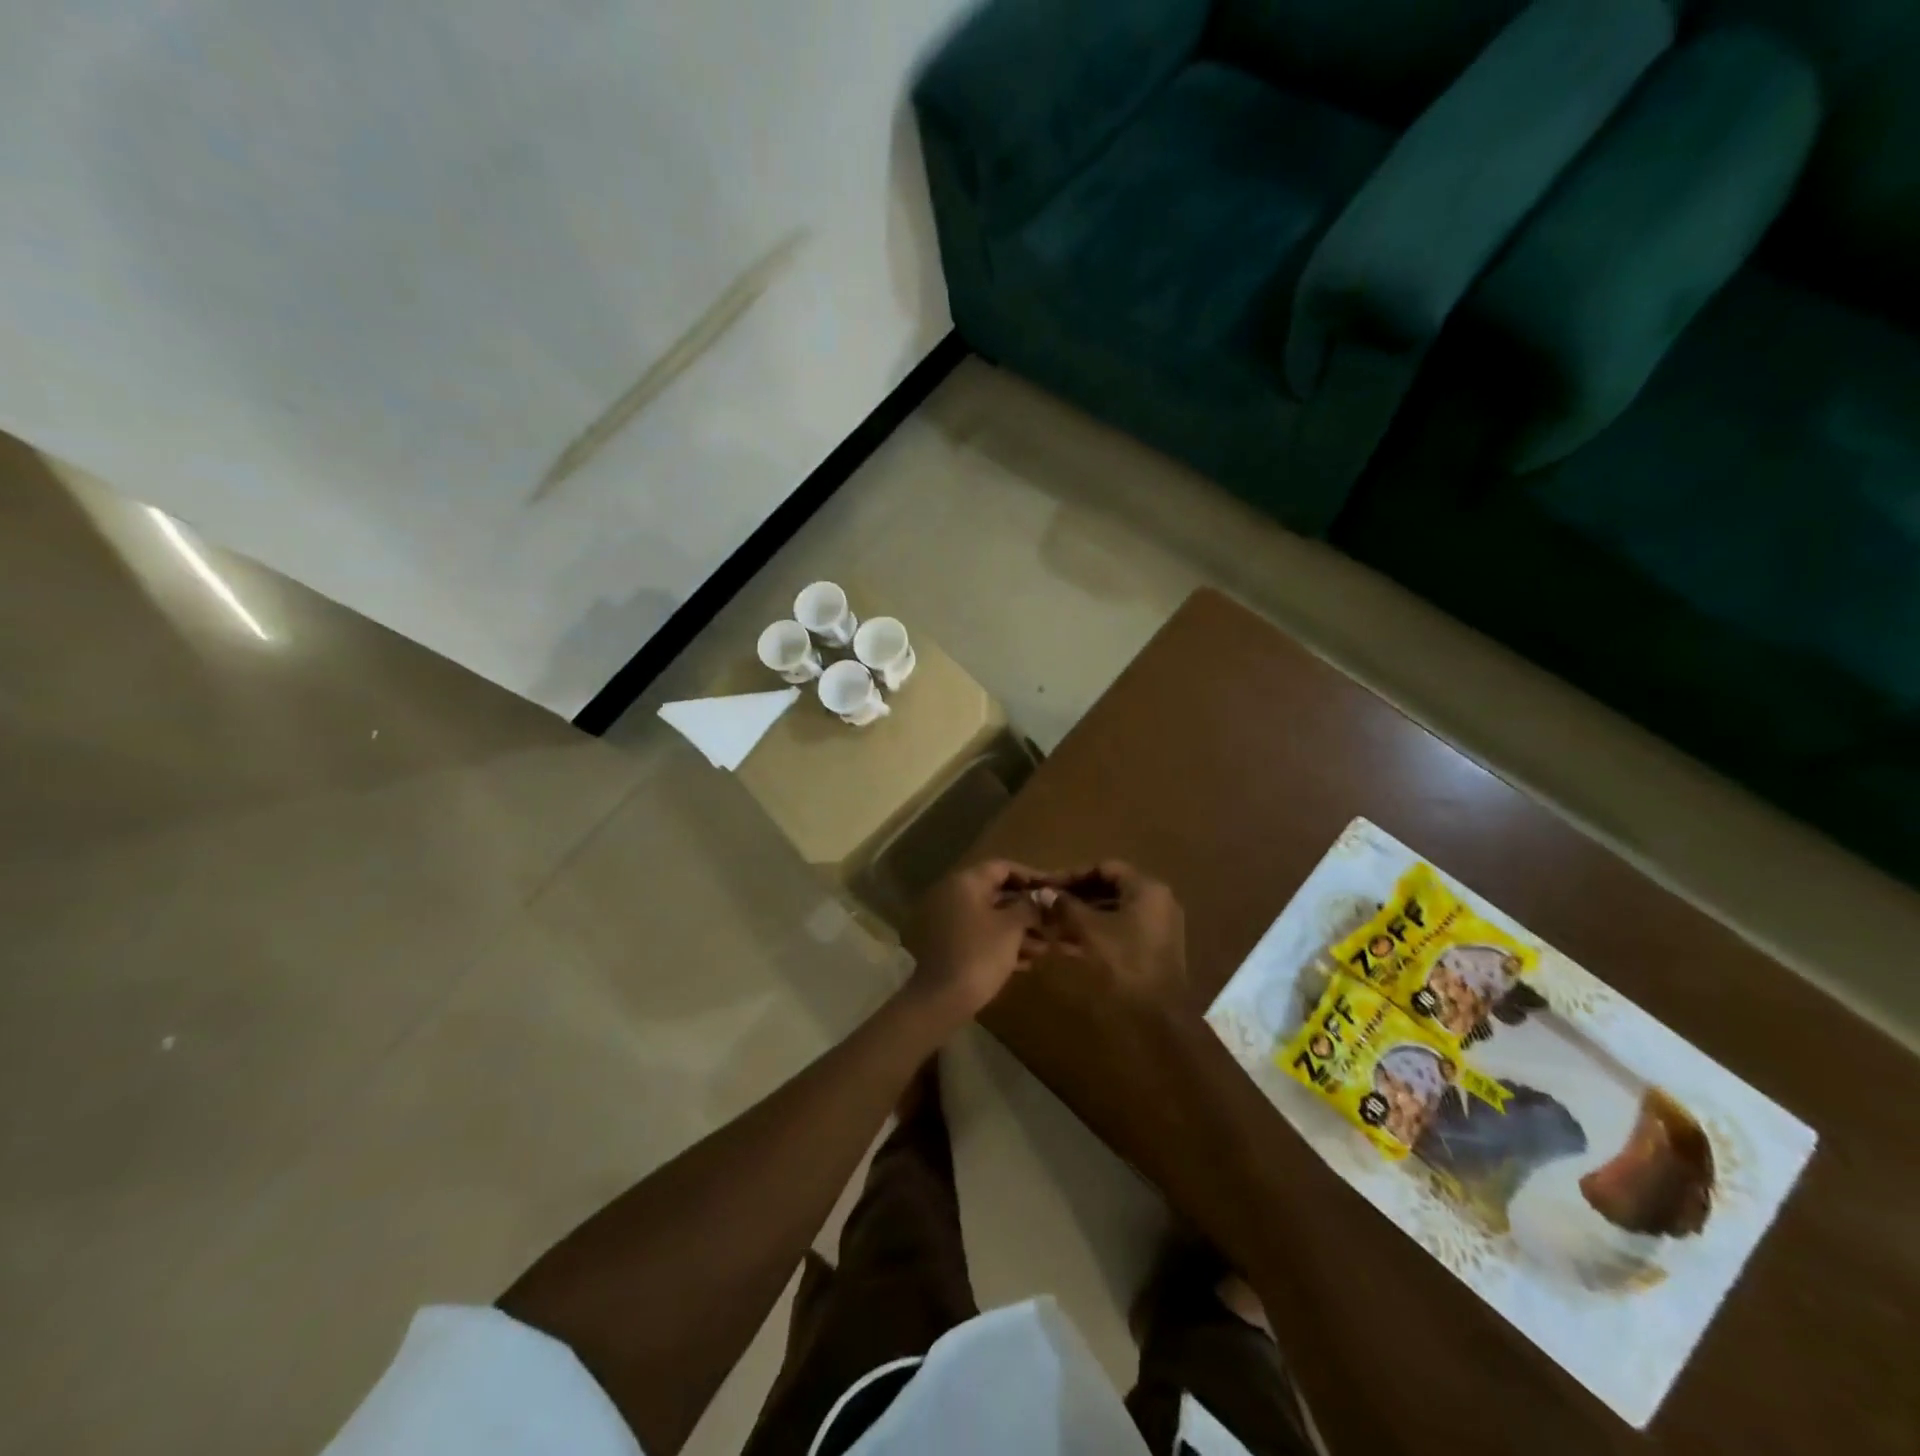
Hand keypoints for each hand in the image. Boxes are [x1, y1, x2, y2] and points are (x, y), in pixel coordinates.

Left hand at [903, 859, 1052, 1022]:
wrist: (942, 998)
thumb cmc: (980, 954)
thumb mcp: (1011, 927)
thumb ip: (1030, 906)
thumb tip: (1043, 895)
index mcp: (966, 883)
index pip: (1002, 867)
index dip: (1031, 876)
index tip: (1053, 888)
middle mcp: (953, 895)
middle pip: (997, 893)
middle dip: (1027, 909)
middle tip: (1053, 922)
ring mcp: (948, 920)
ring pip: (990, 917)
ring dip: (1018, 930)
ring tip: (1045, 948)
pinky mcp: (948, 944)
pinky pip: (979, 935)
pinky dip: (1001, 944)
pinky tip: (1025, 963)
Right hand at [1049, 861, 1188, 1012]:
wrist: (1159, 1015)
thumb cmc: (1124, 962)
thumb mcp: (1089, 930)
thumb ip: (1065, 906)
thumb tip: (1043, 891)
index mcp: (1147, 888)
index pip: (1104, 868)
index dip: (1072, 875)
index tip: (1047, 885)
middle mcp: (1158, 900)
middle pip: (1111, 887)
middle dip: (1078, 894)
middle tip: (1050, 902)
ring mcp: (1161, 924)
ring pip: (1116, 908)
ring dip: (1086, 912)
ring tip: (1057, 921)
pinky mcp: (1157, 945)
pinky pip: (1124, 926)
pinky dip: (1100, 928)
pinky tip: (1075, 939)